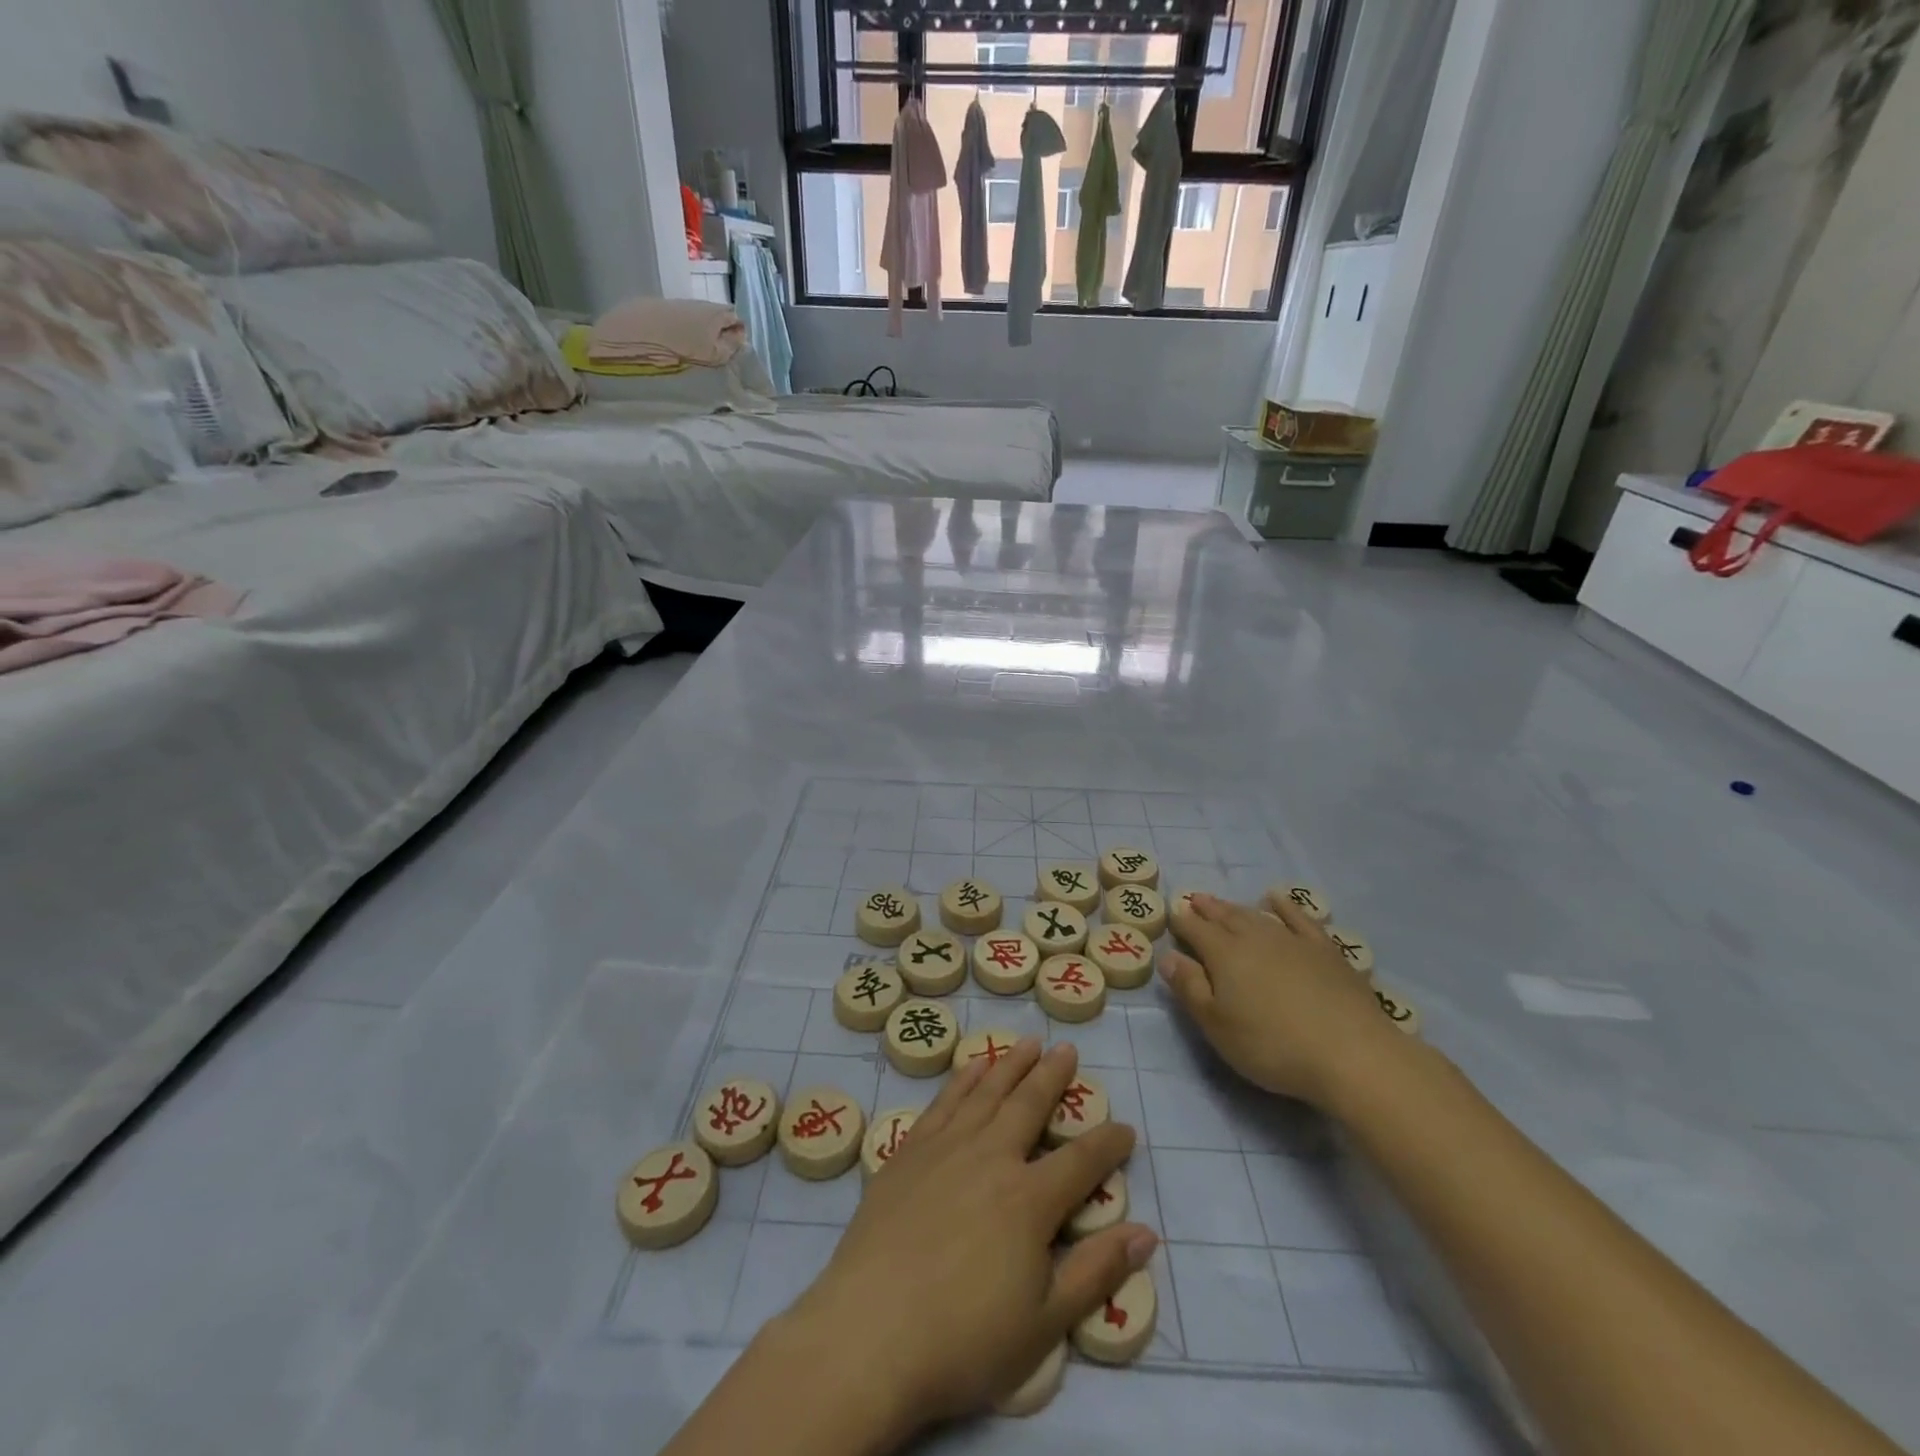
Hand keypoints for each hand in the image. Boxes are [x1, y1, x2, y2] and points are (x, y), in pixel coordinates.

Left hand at [772, 1041, 1156, 1443]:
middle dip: (1052, 1076)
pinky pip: (943, 1101)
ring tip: (1026, 1042)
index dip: (1108, 1144)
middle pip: (1029, 1104)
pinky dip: (962, 1079)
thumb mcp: (1044, 1324)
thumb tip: (1146, 1233)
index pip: (1082, 1161)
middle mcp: (991, 1157)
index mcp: (1030, 1199)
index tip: (1126, 1129)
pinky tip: (971, 1067)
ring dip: (1009, 1064)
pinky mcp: (909, 1151)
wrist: (870, 1332)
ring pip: (986, 1092)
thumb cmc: (963, 1340)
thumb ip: (1096, 1272)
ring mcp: (946, 1148)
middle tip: (1066, 1049)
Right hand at [1162, 892, 1401, 1108]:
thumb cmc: (1272, 1046)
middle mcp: (1255, 938)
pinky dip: (1285, 906)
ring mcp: (1292, 940)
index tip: (1171, 915)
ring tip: (1224, 903)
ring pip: (1257, 915)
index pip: (1195, 930)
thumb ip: (1190, 988)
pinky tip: (1278, 900)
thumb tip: (1168, 956)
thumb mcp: (1217, 1026)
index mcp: (1224, 954)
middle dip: (1207, 909)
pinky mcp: (1325, 950)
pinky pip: (1299, 918)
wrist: (1352, 1053)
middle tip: (1194, 900)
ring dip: (1237, 908)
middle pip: (1225, 917)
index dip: (1181, 922)